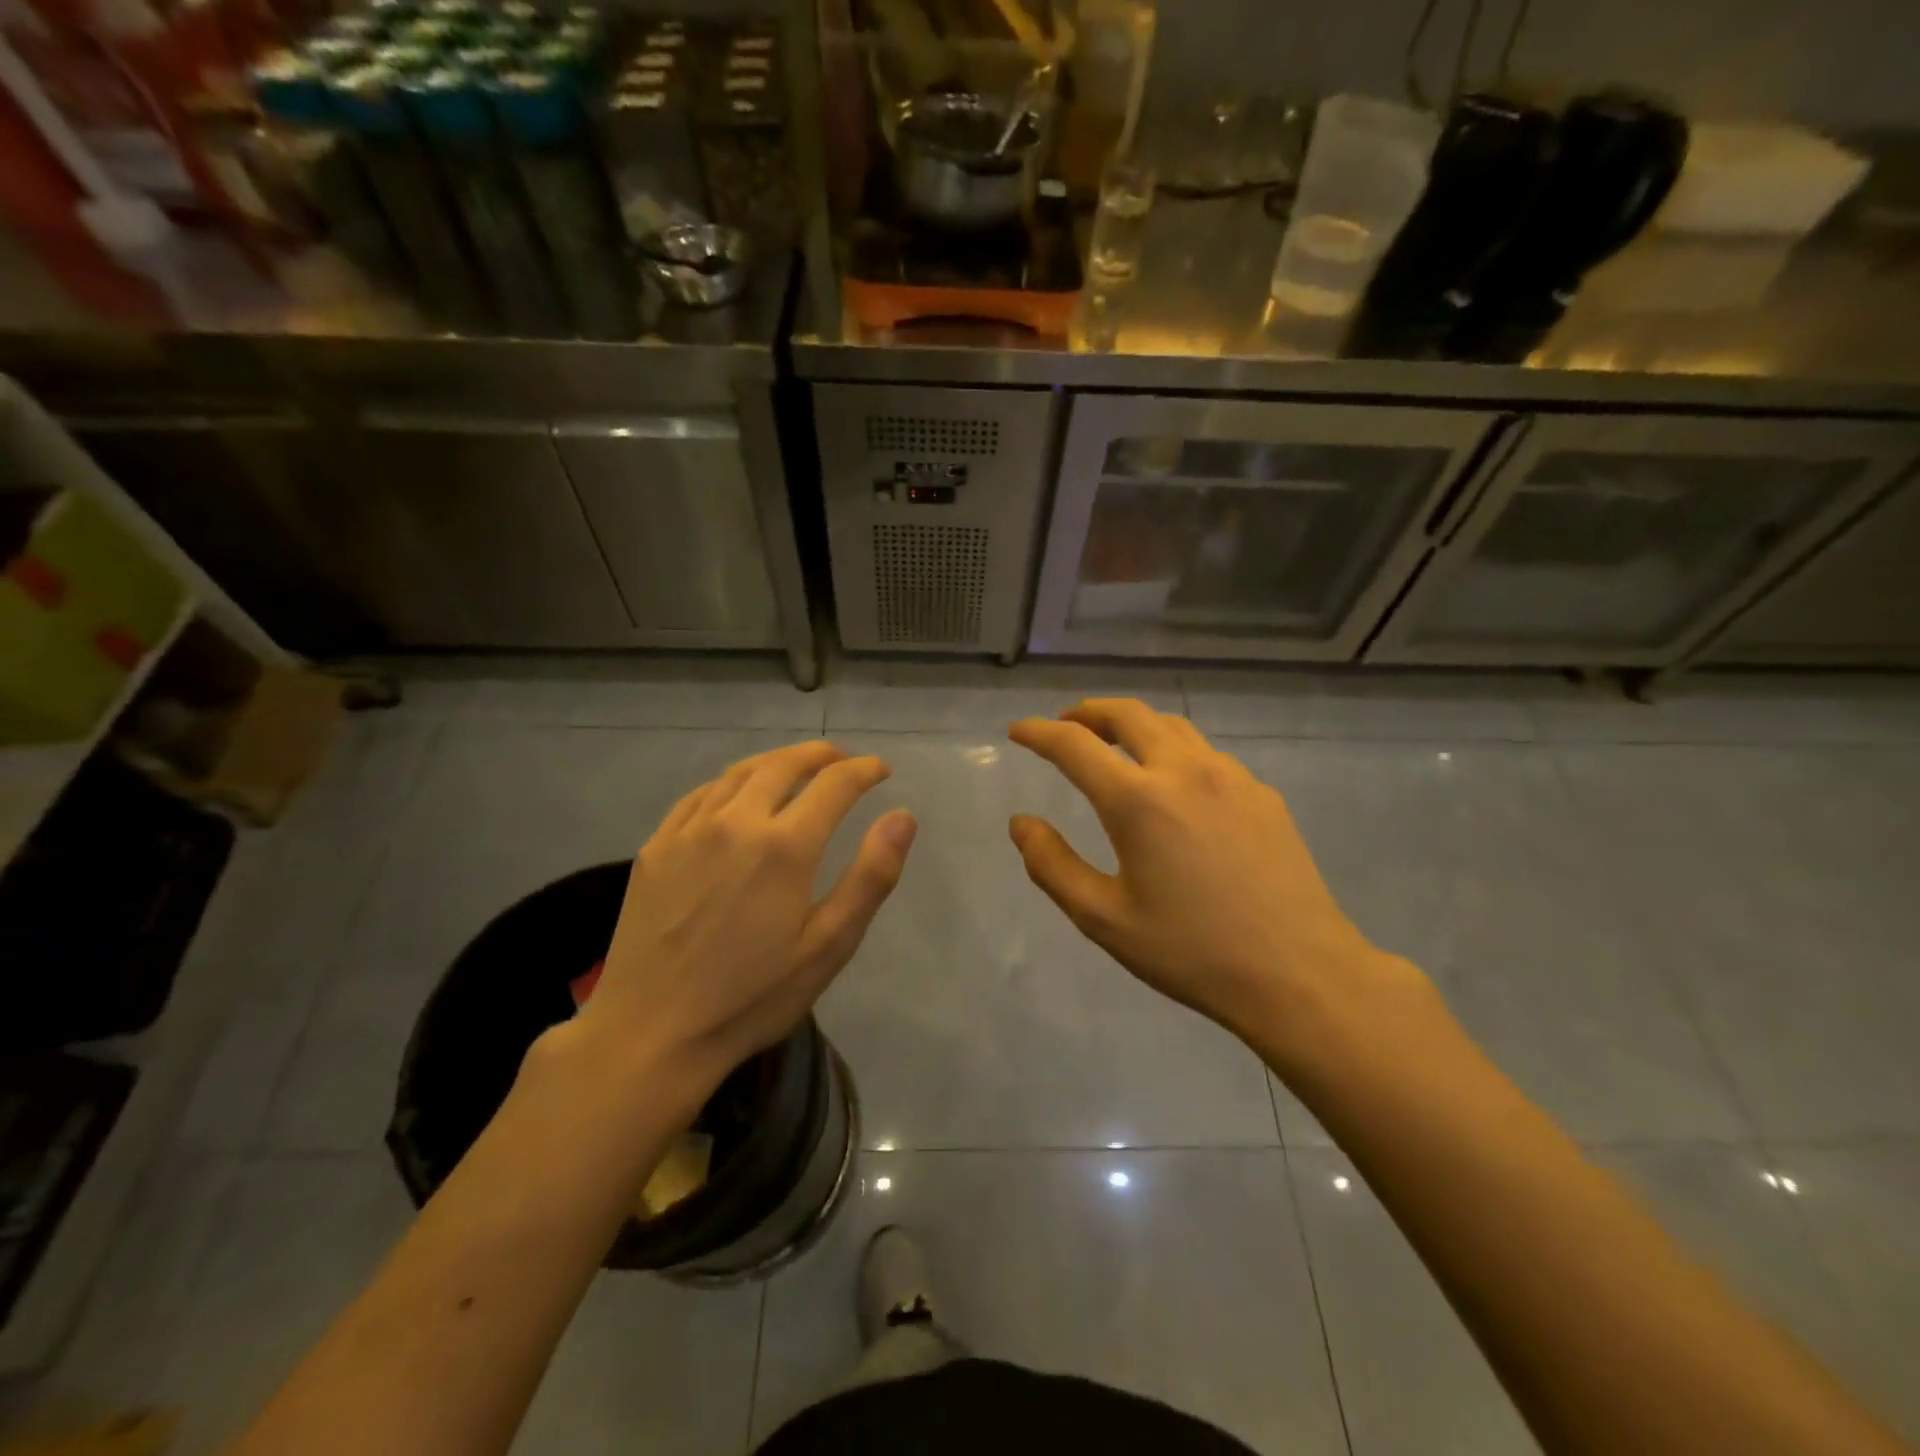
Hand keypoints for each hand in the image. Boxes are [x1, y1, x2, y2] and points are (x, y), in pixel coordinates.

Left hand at [567, 742, 915, 1105]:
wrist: (649, 1034)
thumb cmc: (751, 997)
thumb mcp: (828, 946)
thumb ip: (870, 876)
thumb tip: (903, 816)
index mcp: (784, 846)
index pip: (835, 784)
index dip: (863, 771)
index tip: (880, 770)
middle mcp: (736, 821)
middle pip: (785, 764)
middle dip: (821, 755)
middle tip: (842, 760)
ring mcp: (689, 830)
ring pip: (740, 772)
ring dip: (777, 761)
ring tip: (797, 767)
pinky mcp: (656, 846)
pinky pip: (700, 794)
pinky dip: (731, 782)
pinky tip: (737, 794)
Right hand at [1008, 699, 1419, 1049]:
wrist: (1300, 974)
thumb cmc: (1191, 952)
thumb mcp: (1104, 919)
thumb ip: (1051, 865)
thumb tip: (1020, 823)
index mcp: (1138, 800)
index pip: (1073, 744)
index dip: (1038, 732)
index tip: (1018, 730)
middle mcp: (1183, 771)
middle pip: (1127, 713)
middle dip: (1087, 712)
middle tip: (1065, 726)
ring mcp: (1230, 776)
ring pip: (1171, 726)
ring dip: (1132, 724)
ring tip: (1113, 744)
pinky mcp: (1262, 793)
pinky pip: (1205, 753)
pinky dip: (1172, 750)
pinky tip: (1172, 784)